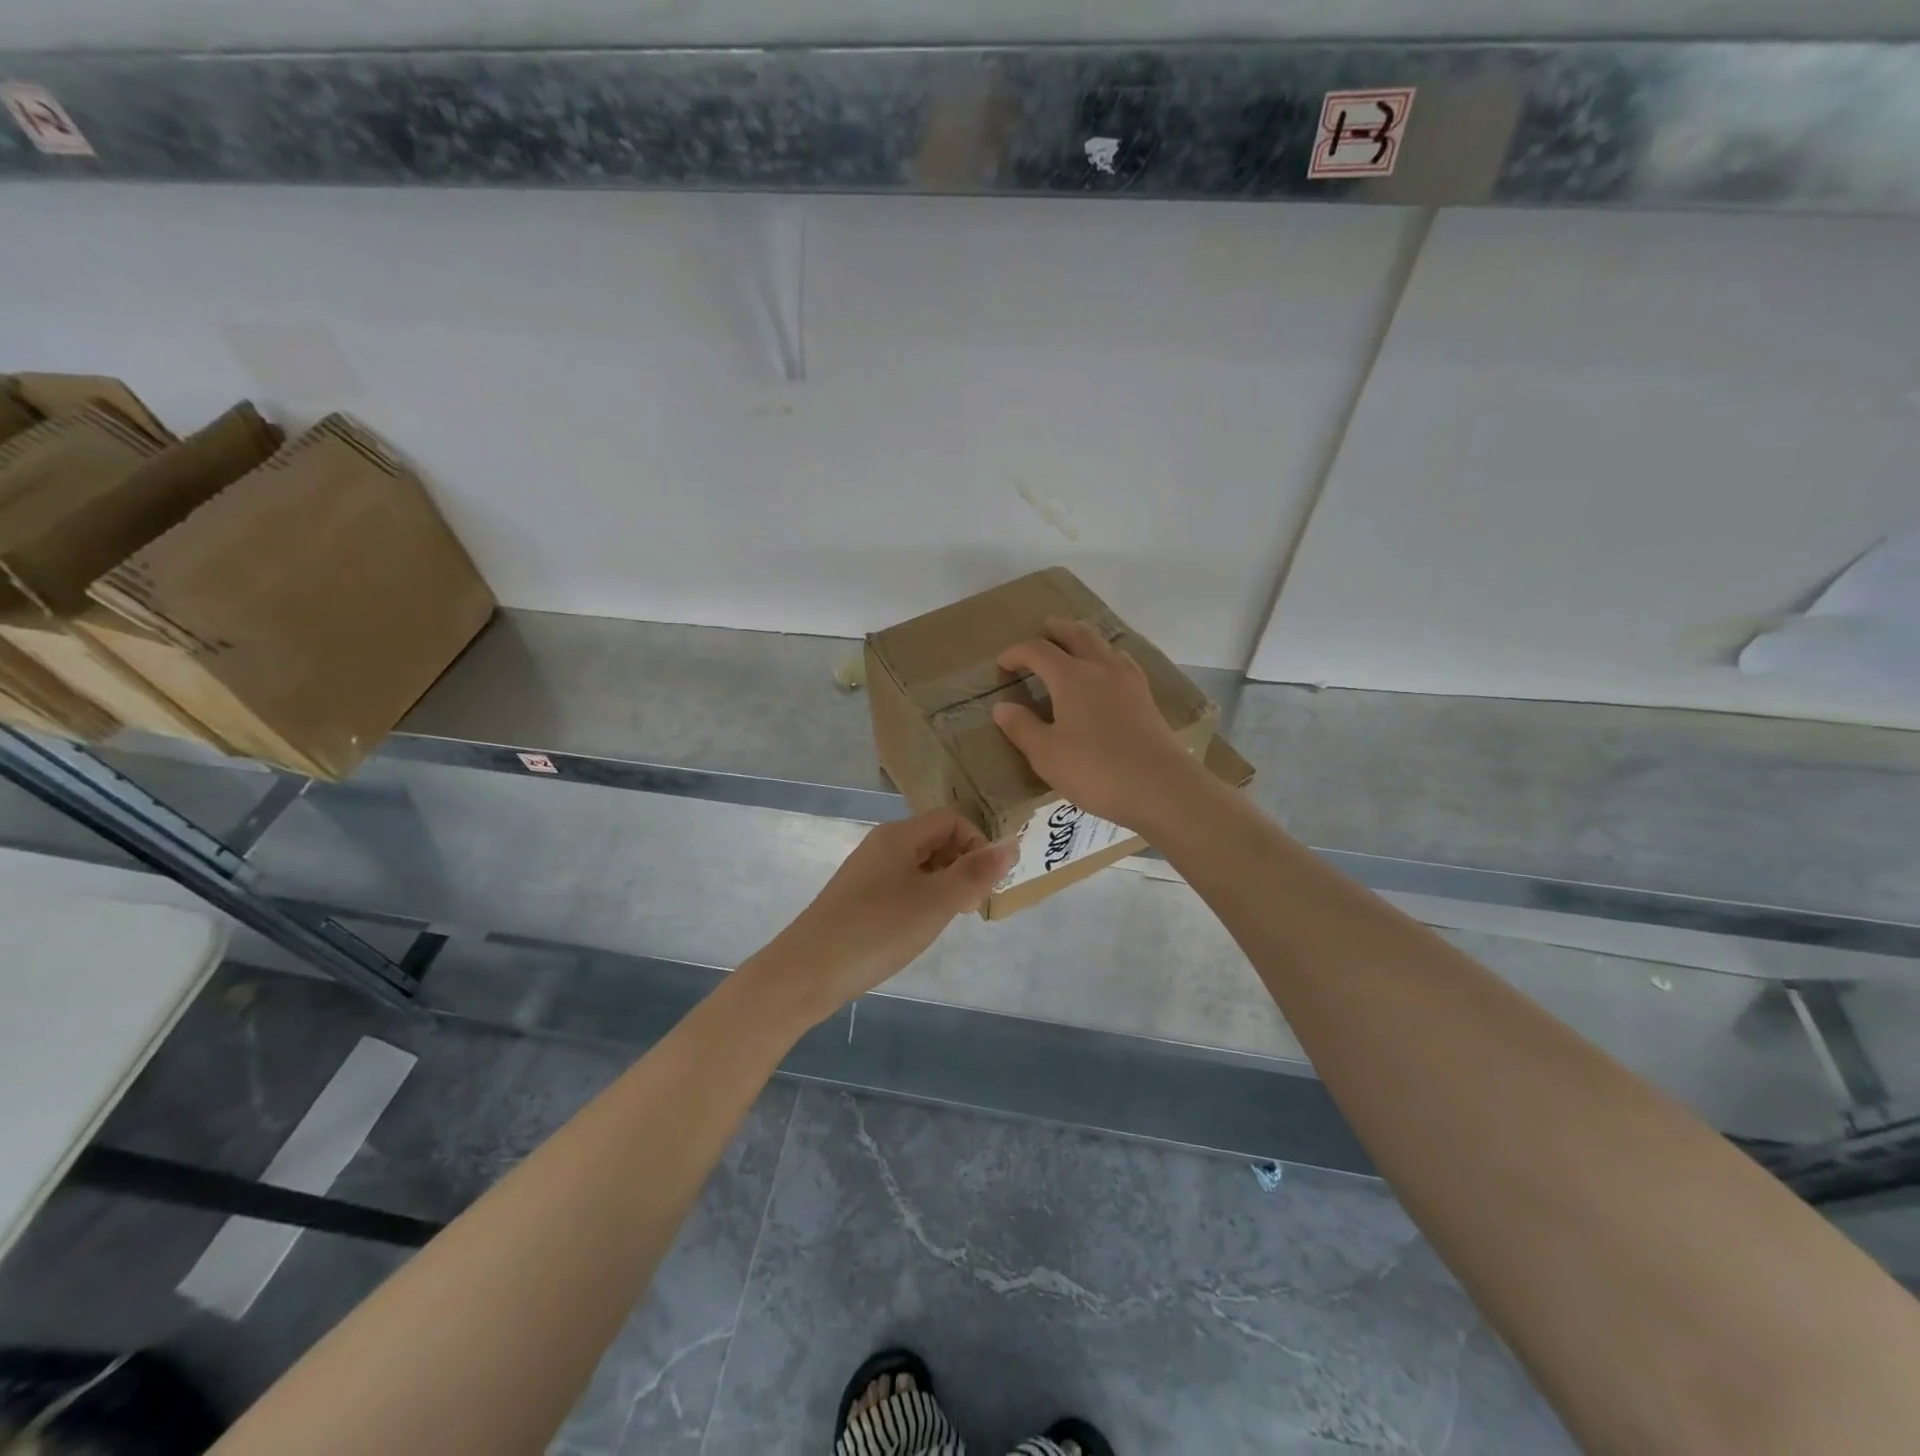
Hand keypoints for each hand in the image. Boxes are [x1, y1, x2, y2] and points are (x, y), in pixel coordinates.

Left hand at [764, 808, 1014, 1020]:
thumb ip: (976, 873)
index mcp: (900, 835)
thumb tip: (1011, 844)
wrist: (807, 972)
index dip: (977, 844)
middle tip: (968, 907)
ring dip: (944, 887)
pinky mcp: (859, 898)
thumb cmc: (877, 930)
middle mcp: (883, 845)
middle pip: (937, 839)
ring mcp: (868, 872)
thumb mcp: (936, 902)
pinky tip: (917, 930)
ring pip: (921, 865)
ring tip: (945, 921)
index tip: (982, 885)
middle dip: (962, 867)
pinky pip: (903, 886)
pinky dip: (921, 901)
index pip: (953, 819)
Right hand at [991, 617, 1203, 830]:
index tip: (1002, 664)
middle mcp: (1101, 667)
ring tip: (1073, 648)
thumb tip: (1002, 707)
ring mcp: (1128, 680)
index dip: (1016, 653)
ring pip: (1103, 645)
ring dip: (1083, 639)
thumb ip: (1021, 727)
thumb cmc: (1095, 770)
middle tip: (1043, 631)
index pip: (1037, 650)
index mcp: (1071, 677)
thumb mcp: (1046, 754)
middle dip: (1056, 630)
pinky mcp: (1146, 697)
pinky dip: (1106, 657)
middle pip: (1076, 634)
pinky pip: (1121, 662)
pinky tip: (1106, 674)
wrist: (1160, 787)